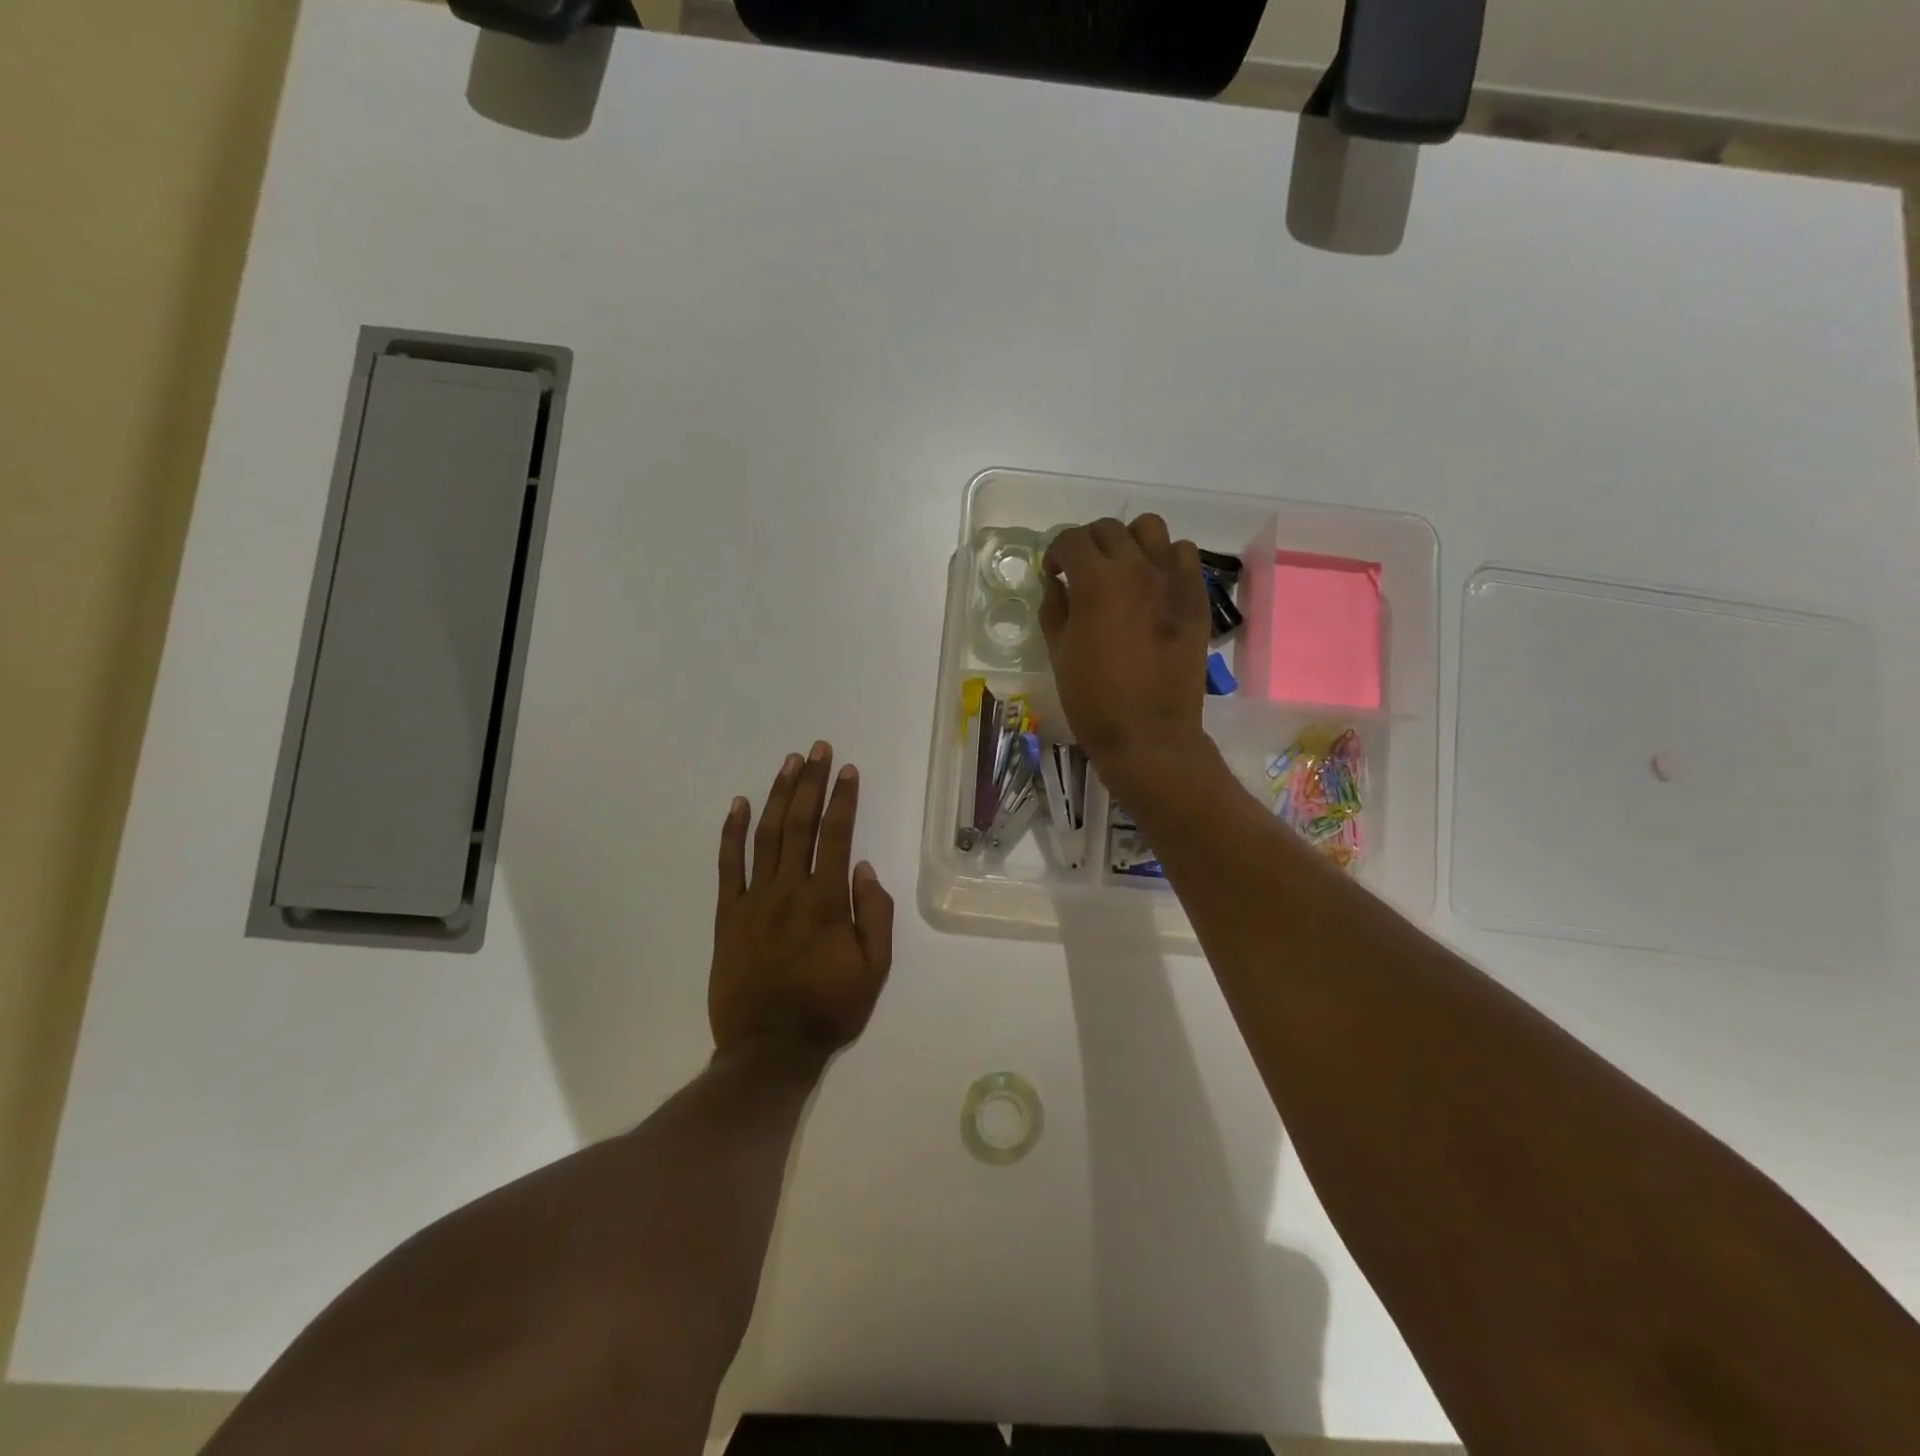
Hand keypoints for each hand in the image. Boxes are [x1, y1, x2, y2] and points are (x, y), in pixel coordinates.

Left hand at [710, 742, 893, 1061]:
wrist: (769, 1049)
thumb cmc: (829, 1010)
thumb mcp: (874, 970)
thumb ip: (875, 916)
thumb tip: (866, 869)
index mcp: (827, 901)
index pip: (837, 836)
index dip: (843, 799)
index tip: (848, 770)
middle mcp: (789, 890)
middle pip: (799, 824)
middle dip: (811, 782)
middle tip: (818, 749)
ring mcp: (753, 900)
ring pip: (765, 835)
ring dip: (777, 795)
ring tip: (789, 764)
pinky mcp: (727, 915)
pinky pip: (728, 865)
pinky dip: (731, 832)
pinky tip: (737, 804)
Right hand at [1041, 515, 1211, 798]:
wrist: (1149, 734)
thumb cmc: (1093, 699)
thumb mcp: (1059, 652)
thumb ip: (1055, 607)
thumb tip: (1057, 582)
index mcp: (1096, 582)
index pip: (1071, 539)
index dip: (1055, 552)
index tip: (1054, 573)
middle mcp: (1136, 568)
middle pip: (1109, 529)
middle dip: (1088, 544)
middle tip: (1083, 572)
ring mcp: (1172, 580)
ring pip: (1151, 529)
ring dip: (1130, 542)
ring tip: (1123, 570)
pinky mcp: (1196, 597)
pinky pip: (1184, 555)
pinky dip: (1165, 559)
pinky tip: (1154, 585)